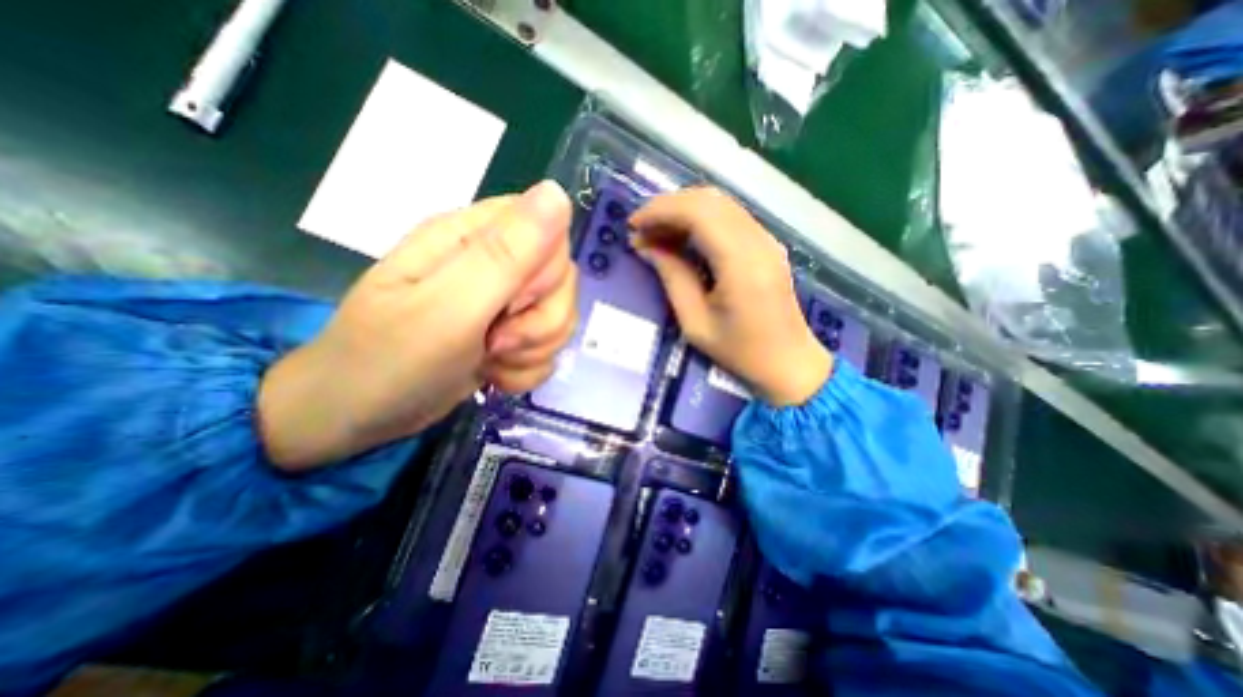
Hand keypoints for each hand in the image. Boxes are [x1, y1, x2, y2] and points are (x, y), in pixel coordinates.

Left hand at [260, 182, 577, 470]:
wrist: (356, 416)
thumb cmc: (390, 359)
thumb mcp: (447, 307)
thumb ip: (506, 254)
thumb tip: (557, 192)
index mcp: (473, 237)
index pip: (550, 231)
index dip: (545, 272)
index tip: (511, 303)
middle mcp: (495, 264)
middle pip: (563, 280)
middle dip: (542, 321)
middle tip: (497, 341)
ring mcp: (504, 303)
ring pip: (560, 317)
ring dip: (535, 349)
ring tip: (491, 360)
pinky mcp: (510, 335)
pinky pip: (547, 347)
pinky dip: (528, 368)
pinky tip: (496, 375)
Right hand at [634, 189, 829, 404]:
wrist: (788, 363)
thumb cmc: (739, 351)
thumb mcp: (695, 323)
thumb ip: (672, 277)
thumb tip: (646, 246)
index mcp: (740, 262)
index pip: (697, 212)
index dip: (660, 210)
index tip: (633, 225)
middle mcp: (758, 240)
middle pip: (708, 200)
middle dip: (668, 207)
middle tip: (641, 229)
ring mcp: (766, 239)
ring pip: (719, 203)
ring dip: (683, 210)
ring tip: (656, 233)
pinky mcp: (767, 244)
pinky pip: (729, 217)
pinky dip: (700, 219)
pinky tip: (681, 237)